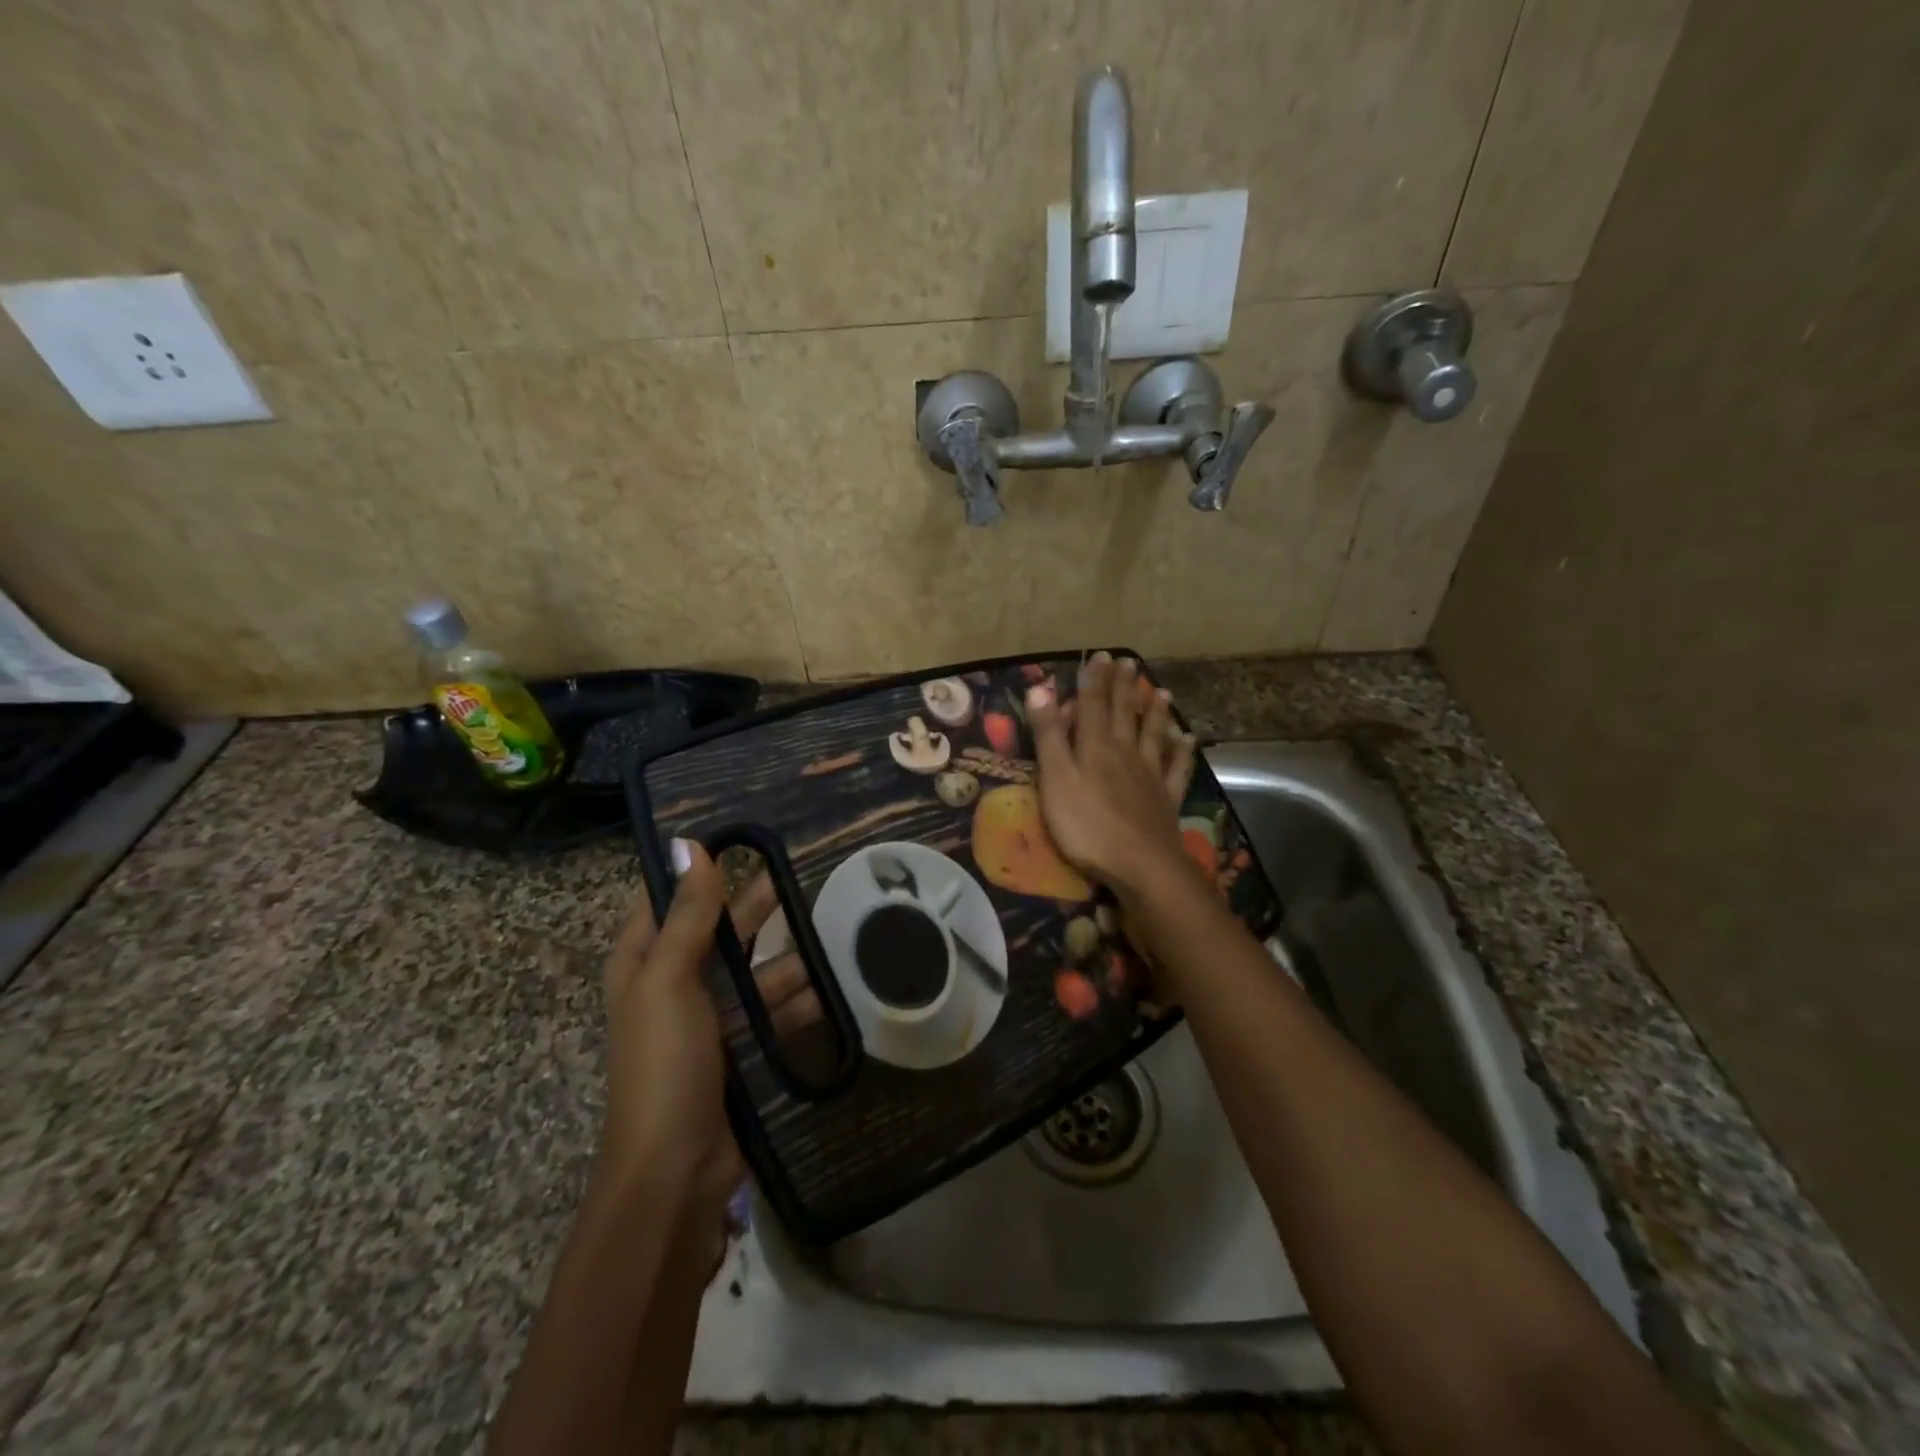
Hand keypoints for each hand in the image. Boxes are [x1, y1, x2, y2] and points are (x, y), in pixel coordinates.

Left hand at [597, 841, 817, 1241]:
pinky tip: (829, 988)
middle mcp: (672, 985)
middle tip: (799, 879)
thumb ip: (685, 914)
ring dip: (784, 959)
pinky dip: (795, 1000)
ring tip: (829, 935)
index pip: (668, 900)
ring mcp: (707, 1020)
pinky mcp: (737, 1049)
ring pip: (751, 972)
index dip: (700, 871)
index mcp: (643, 963)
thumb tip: (690, 845)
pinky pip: (769, 1011)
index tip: (744, 841)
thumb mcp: (670, 980)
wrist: (675, 1171)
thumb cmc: (664, 1063)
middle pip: (717, 931)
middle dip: (754, 909)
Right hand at [1026, 651, 1200, 898]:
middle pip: (1125, 713)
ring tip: (1162, 691)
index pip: (1093, 705)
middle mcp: (1126, 752)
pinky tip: (1187, 739)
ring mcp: (1150, 775)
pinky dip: (1183, 751)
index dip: (1094, 680)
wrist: (1140, 865)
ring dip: (1156, 712)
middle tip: (1128, 663)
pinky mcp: (1167, 798)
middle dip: (1124, 687)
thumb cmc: (1087, 825)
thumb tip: (1040, 688)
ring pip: (1154, 734)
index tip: (1100, 656)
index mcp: (1096, 746)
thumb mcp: (1056, 779)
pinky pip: (1177, 767)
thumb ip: (1049, 735)